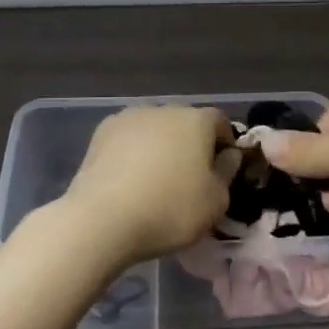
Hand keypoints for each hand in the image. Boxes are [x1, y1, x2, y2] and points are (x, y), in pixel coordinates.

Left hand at [62, 106, 235, 266]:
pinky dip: (133, 153)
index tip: (222, 170)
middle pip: (185, 123)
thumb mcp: (216, 202)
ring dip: (160, 146)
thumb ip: (227, 173)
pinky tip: (128, 179)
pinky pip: (128, 139)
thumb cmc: (170, 210)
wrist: (102, 219)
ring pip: (154, 129)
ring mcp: (129, 117)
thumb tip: (227, 155)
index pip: (220, 122)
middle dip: (190, 144)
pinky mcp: (101, 133)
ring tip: (154, 180)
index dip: (225, 143)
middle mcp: (164, 109)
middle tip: (188, 178)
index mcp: (196, 120)